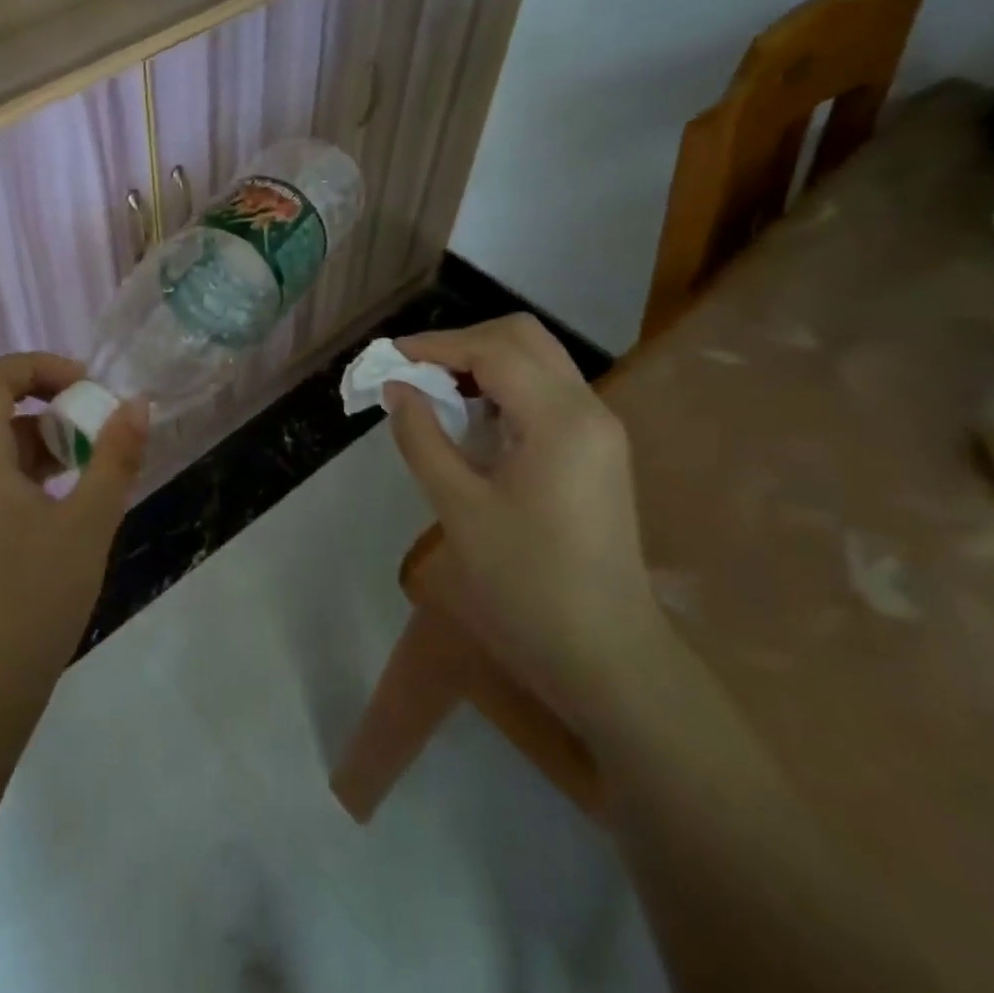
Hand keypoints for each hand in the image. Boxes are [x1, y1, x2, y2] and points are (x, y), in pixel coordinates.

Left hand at [0, 353, 147, 724]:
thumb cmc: (34, 600)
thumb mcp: (88, 525)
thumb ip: (115, 459)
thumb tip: (137, 404)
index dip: (36, 366)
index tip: (86, 385)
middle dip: (36, 393)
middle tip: (84, 411)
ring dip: (34, 431)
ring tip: (86, 457)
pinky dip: (24, 464)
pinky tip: (64, 495)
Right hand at [386, 315, 668, 732]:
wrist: (605, 653)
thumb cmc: (526, 583)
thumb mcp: (459, 508)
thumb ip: (422, 438)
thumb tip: (397, 388)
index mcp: (560, 419)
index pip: (494, 350)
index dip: (436, 345)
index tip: (389, 359)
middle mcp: (588, 409)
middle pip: (523, 339)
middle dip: (462, 343)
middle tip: (414, 372)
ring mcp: (598, 429)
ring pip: (537, 361)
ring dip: (482, 363)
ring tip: (433, 392)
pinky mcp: (595, 450)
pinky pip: (544, 393)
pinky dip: (502, 388)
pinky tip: (470, 420)